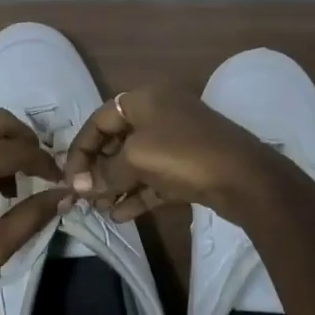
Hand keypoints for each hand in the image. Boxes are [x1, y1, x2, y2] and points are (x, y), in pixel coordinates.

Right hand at [62, 81, 276, 221]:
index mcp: (144, 98)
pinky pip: (154, 178)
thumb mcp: (136, 158)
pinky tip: (119, 215)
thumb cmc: (183, 154)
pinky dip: (136, 194)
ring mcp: (176, 140)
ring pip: (136, 162)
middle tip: (83, 195)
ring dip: (115, 184)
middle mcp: (159, 113)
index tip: (70, 177)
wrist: (245, 178)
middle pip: (117, 139)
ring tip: (98, 208)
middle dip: (98, 168)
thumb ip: (106, 172)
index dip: (81, 147)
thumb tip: (80, 186)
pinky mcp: (189, 167)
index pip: (100, 119)